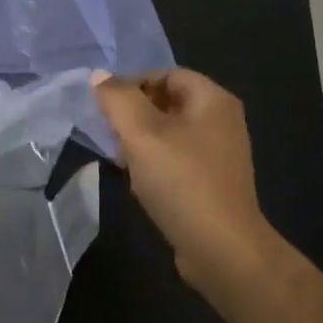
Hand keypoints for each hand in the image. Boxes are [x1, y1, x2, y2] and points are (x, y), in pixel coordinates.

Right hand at [92, 69, 277, 295]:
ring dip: (141, 141)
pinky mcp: (212, 183)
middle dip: (134, 114)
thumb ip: (118, 100)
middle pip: (168, 103)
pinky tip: (138, 182)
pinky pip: (177, 160)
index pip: (167, 74)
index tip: (104, 105)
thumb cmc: (181, 181)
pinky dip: (155, 164)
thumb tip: (99, 75)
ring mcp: (220, 154)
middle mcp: (222, 121)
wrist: (221, 248)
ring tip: (119, 158)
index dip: (133, 83)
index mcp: (213, 100)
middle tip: (108, 132)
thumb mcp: (141, 134)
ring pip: (170, 134)